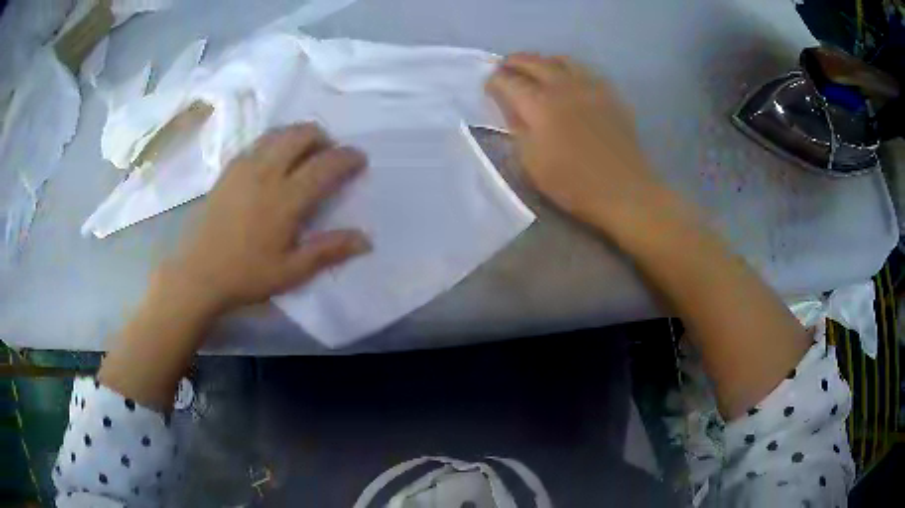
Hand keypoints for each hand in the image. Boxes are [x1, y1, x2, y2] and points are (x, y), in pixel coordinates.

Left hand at [161, 123, 370, 312]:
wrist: (198, 273)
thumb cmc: (246, 275)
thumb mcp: (291, 271)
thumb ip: (329, 251)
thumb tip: (366, 240)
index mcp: (286, 199)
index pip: (325, 165)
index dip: (347, 157)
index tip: (360, 159)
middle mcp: (266, 173)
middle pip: (301, 135)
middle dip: (323, 137)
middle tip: (329, 154)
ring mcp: (244, 167)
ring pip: (278, 133)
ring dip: (298, 135)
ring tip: (304, 152)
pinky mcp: (228, 169)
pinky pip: (257, 142)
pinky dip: (274, 141)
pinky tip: (274, 160)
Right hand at [486, 54, 666, 234]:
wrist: (624, 190)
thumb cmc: (573, 183)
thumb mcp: (531, 163)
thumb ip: (517, 129)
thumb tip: (512, 108)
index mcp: (540, 105)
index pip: (509, 81)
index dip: (494, 81)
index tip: (489, 87)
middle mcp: (563, 86)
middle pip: (533, 62)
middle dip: (514, 62)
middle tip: (504, 68)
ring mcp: (590, 87)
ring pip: (561, 60)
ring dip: (542, 60)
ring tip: (535, 69)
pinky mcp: (610, 94)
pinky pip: (584, 70)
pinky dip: (568, 68)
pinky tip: (567, 80)